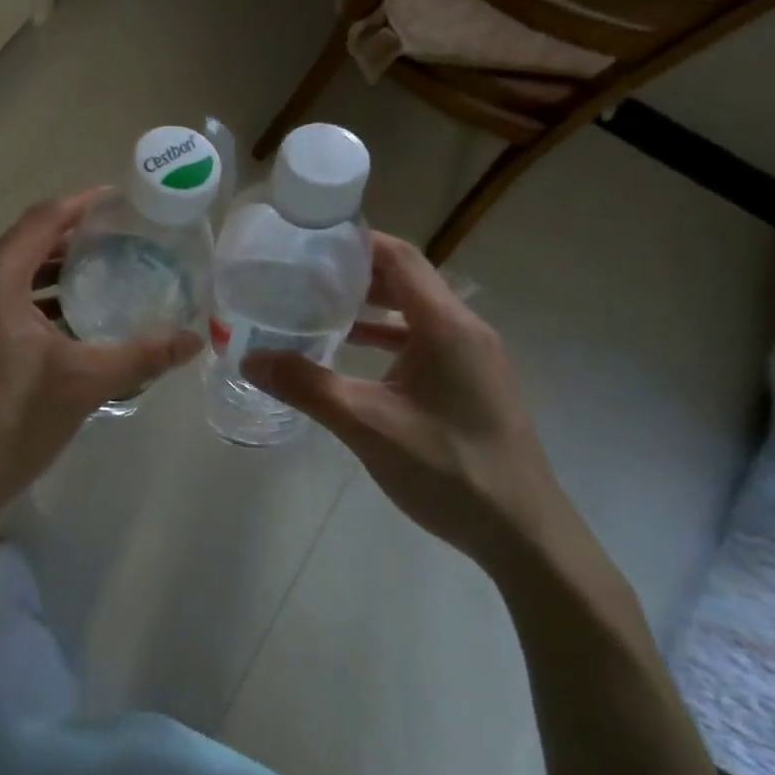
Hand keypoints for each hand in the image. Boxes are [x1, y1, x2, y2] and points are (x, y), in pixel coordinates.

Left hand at [0, 189, 200, 539]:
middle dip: (72, 237)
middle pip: (25, 243)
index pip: (42, 220)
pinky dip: (36, 300)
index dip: (82, 204)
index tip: (120, 200)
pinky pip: (1, 302)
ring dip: (53, 271)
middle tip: (122, 239)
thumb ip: (143, 355)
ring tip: (103, 275)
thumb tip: (196, 338)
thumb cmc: (9, 423)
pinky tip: (70, 322)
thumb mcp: (84, 384)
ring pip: (12, 275)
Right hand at [244, 233, 563, 561]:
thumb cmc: (450, 470)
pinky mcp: (471, 382)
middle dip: (354, 271)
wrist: (524, 536)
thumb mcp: (369, 426)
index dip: (355, 241)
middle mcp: (464, 329)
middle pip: (406, 279)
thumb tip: (250, 358)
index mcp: (447, 326)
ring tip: (316, 305)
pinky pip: (423, 341)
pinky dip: (386, 337)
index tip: (308, 239)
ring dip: (369, 305)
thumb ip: (308, 387)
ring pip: (414, 311)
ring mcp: (472, 357)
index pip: (399, 257)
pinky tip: (350, 354)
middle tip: (301, 272)